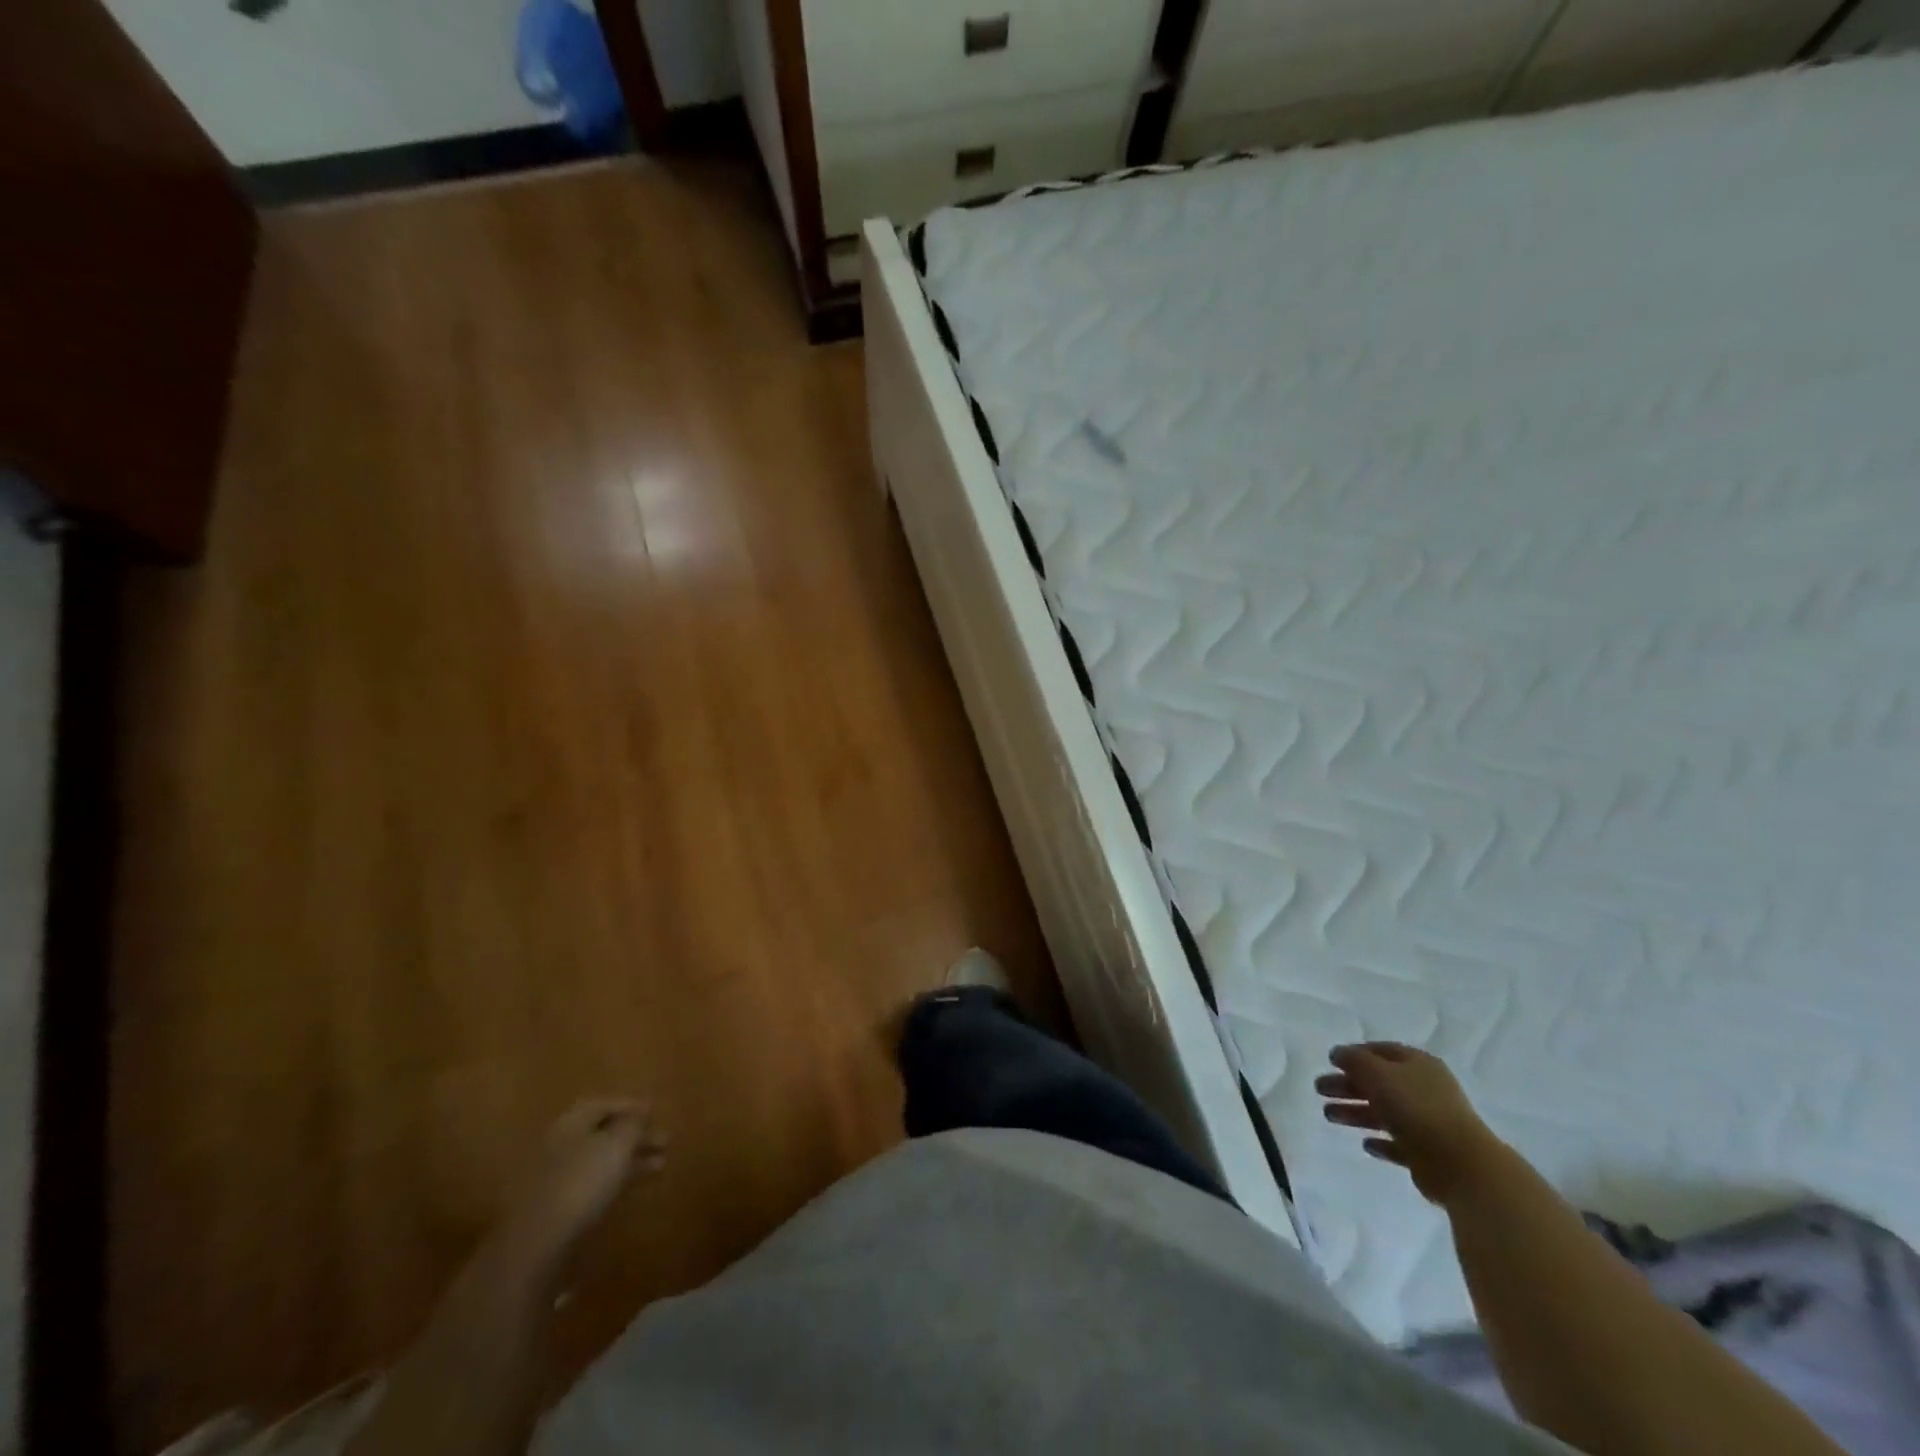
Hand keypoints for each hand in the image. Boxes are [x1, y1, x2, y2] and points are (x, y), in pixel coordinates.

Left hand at [508, 1098, 666, 1258]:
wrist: (538, 1244)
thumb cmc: (582, 1181)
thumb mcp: (617, 1144)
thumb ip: (633, 1123)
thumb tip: (641, 1112)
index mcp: (570, 1123)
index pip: (602, 1104)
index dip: (631, 1105)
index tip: (656, 1112)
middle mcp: (560, 1145)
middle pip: (603, 1133)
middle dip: (635, 1136)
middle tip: (665, 1141)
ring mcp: (556, 1178)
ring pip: (601, 1160)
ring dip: (631, 1160)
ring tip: (661, 1164)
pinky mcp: (557, 1208)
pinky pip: (593, 1184)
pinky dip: (616, 1181)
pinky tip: (633, 1188)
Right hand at [1315, 1043, 1500, 1205]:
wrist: (1460, 1164)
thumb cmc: (1415, 1107)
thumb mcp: (1377, 1073)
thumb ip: (1353, 1060)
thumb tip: (1338, 1053)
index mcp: (1418, 1064)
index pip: (1381, 1051)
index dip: (1354, 1054)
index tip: (1330, 1061)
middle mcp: (1424, 1089)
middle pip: (1378, 1082)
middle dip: (1347, 1085)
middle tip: (1319, 1089)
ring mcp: (1428, 1122)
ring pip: (1384, 1113)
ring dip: (1356, 1112)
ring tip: (1329, 1116)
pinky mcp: (1428, 1154)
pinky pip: (1398, 1144)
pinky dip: (1380, 1142)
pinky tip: (1365, 1144)